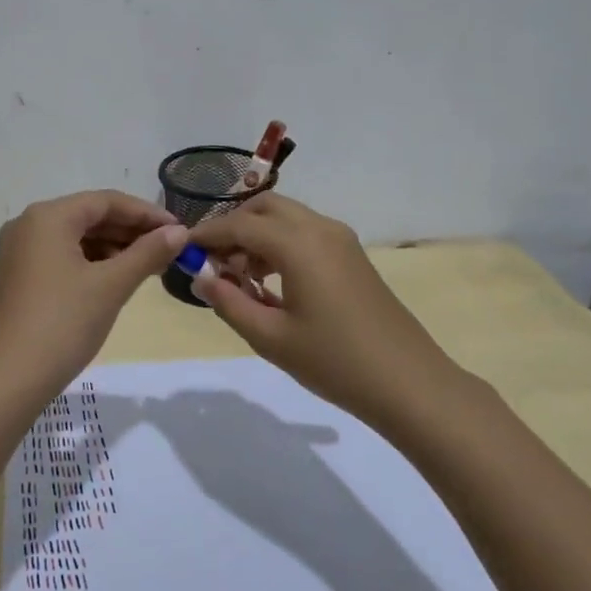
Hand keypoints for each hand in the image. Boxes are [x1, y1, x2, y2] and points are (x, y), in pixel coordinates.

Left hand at [0, 190, 187, 399]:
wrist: (8, 380)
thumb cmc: (62, 324)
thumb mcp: (111, 286)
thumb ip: (147, 253)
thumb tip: (180, 231)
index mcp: (47, 216)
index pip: (106, 201)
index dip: (146, 213)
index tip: (180, 230)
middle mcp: (28, 225)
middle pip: (90, 216)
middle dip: (131, 232)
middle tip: (170, 250)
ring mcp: (19, 252)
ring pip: (76, 238)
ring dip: (114, 248)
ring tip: (149, 267)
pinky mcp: (19, 277)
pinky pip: (62, 257)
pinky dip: (92, 263)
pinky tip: (117, 280)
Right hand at [189, 194, 465, 429]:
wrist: (408, 382)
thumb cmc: (334, 361)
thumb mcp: (270, 337)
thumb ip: (229, 302)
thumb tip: (200, 277)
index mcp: (298, 244)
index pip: (239, 225)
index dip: (207, 236)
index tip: (182, 251)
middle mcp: (320, 228)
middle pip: (264, 207)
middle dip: (233, 227)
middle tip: (213, 262)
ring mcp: (341, 240)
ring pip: (287, 218)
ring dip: (257, 234)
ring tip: (238, 276)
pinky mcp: (352, 255)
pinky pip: (306, 233)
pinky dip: (280, 243)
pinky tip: (271, 281)